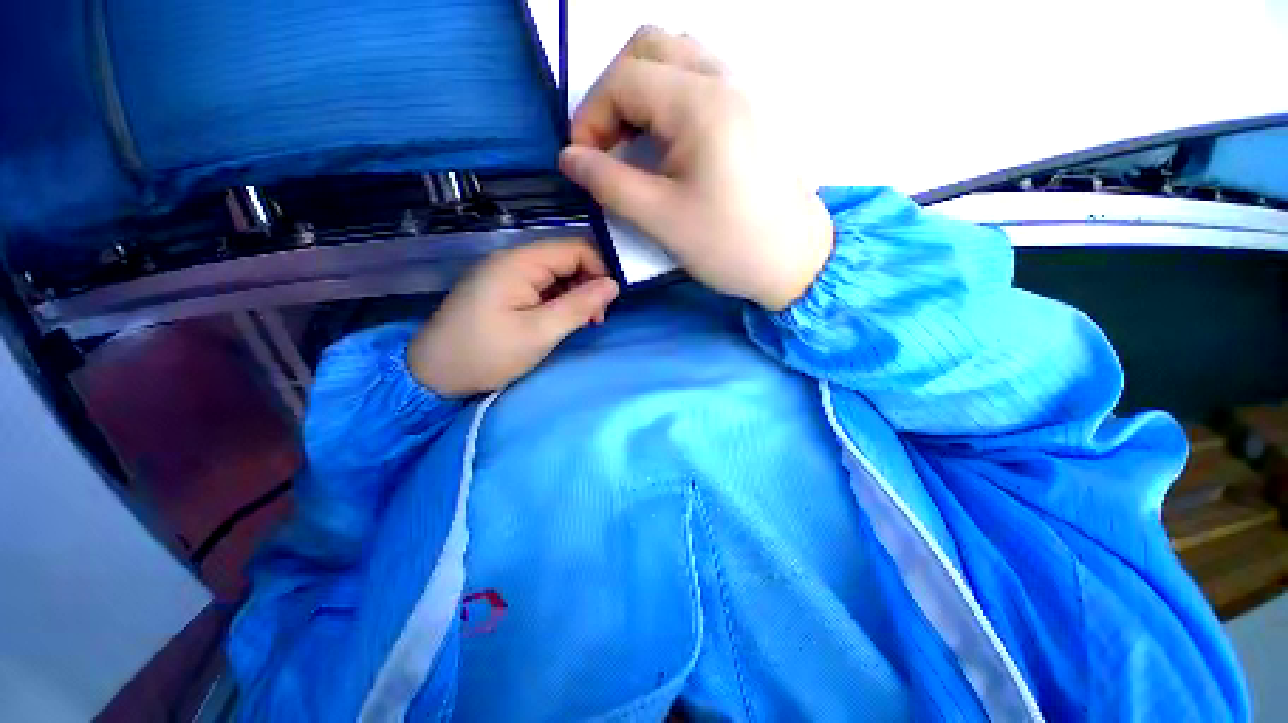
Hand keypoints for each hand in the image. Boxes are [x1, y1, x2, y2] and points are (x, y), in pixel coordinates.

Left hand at [408, 240, 618, 396]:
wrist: (433, 376)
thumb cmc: (487, 354)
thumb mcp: (539, 333)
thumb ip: (579, 305)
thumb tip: (614, 284)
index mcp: (519, 263)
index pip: (575, 248)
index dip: (600, 269)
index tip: (611, 301)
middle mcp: (513, 260)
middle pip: (566, 259)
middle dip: (589, 284)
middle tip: (596, 319)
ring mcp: (507, 275)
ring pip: (557, 274)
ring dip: (576, 295)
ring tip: (583, 323)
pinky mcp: (504, 291)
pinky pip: (543, 287)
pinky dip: (560, 301)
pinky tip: (564, 321)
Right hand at [559, 27, 833, 310]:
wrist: (793, 261)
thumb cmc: (728, 245)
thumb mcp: (660, 219)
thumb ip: (608, 183)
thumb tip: (570, 158)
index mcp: (701, 102)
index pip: (624, 79)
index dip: (590, 116)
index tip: (583, 161)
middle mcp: (724, 78)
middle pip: (649, 48)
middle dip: (614, 93)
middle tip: (608, 145)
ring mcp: (743, 89)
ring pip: (676, 57)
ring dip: (642, 91)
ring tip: (635, 143)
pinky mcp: (751, 110)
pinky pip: (700, 78)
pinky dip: (670, 98)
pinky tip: (667, 141)